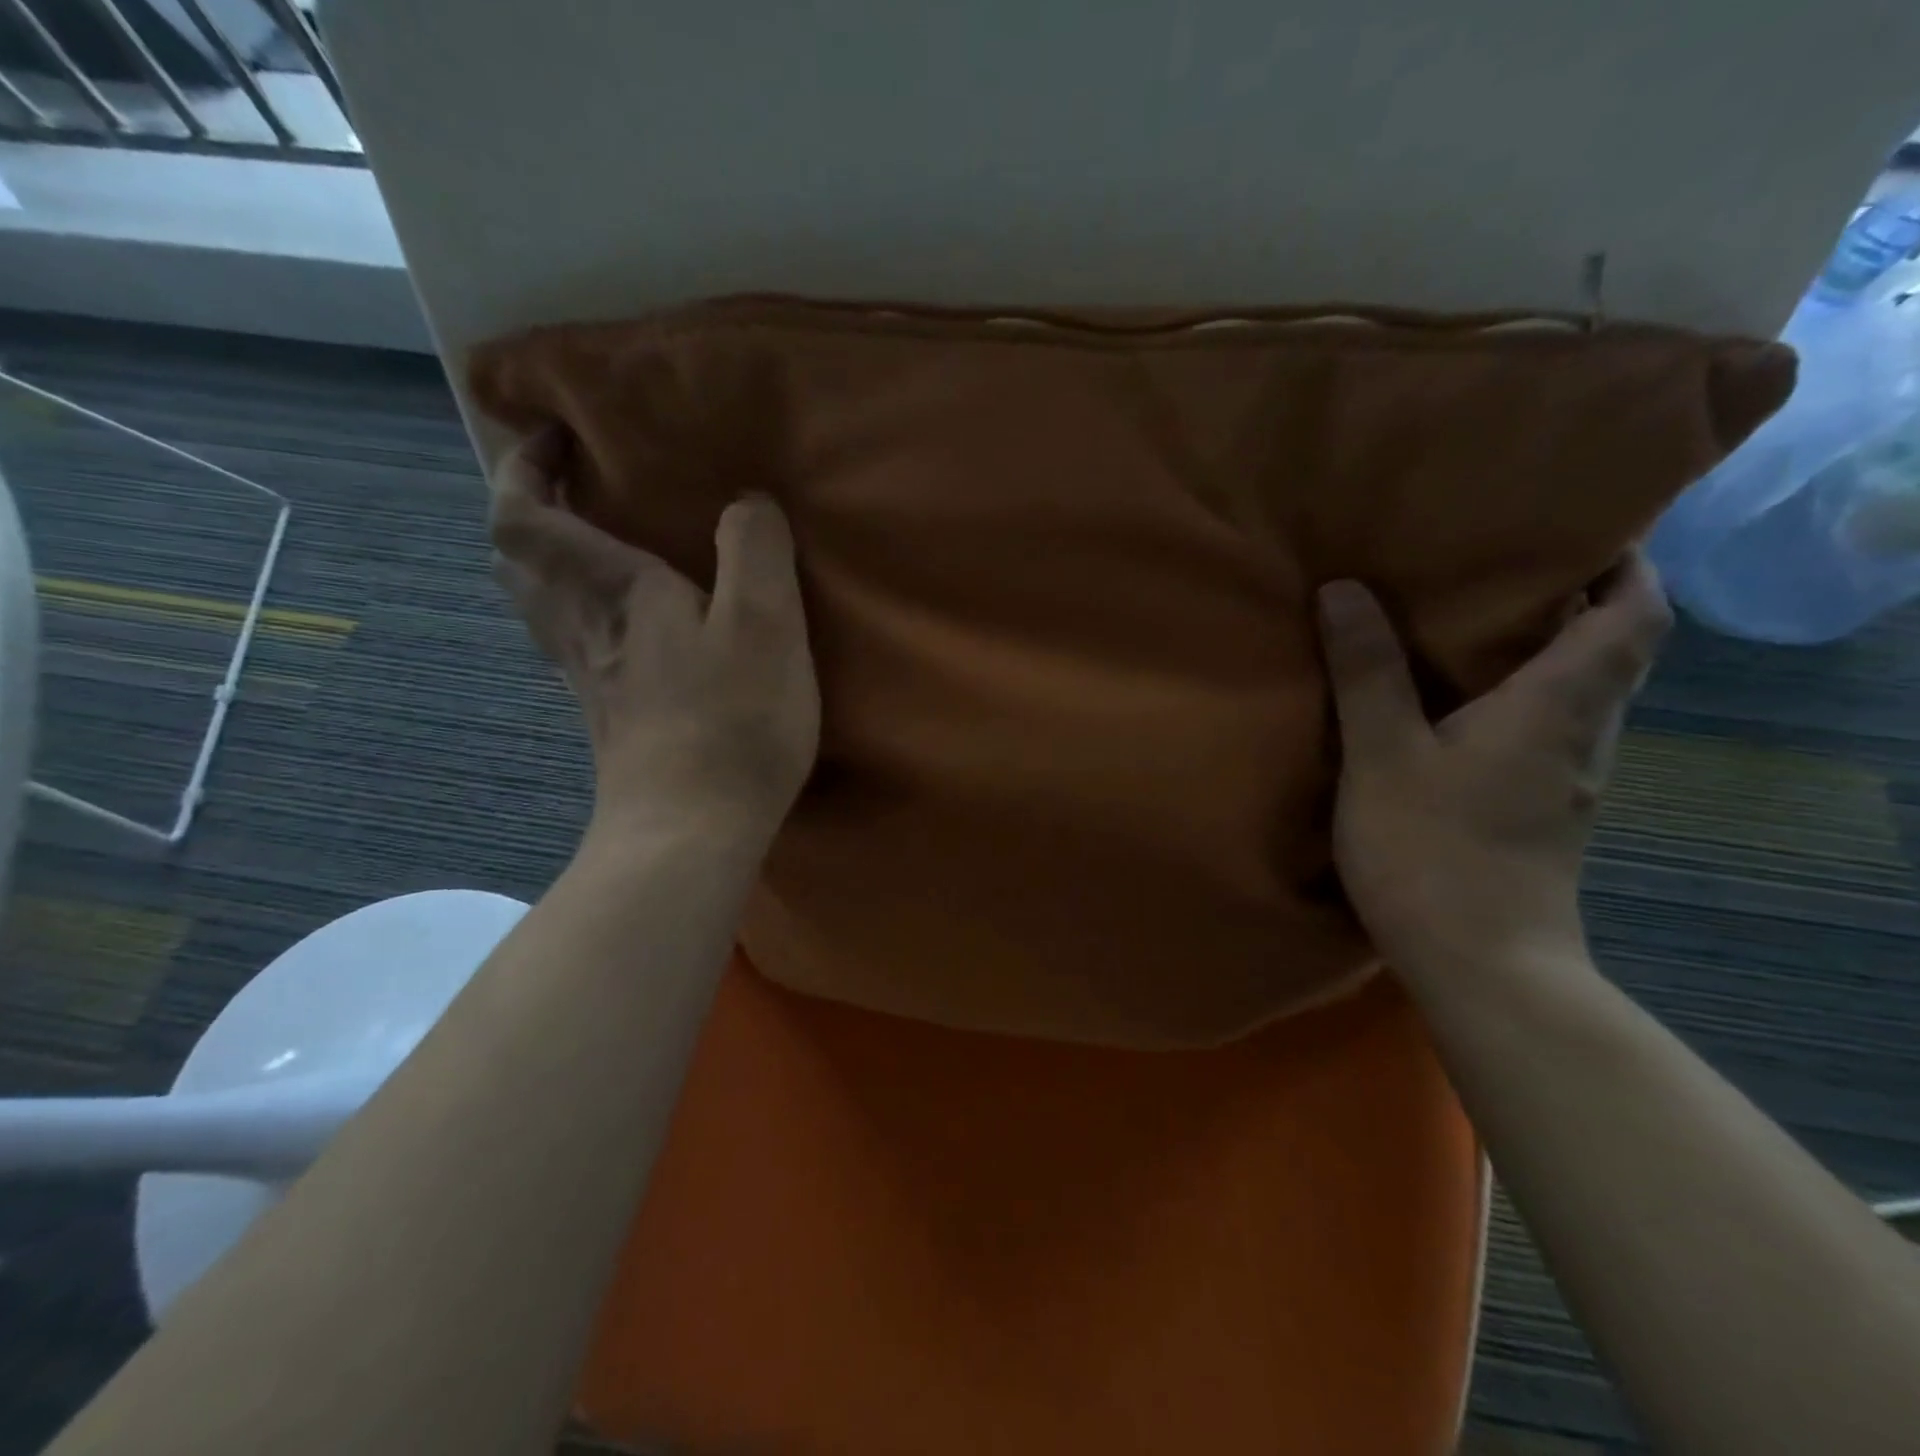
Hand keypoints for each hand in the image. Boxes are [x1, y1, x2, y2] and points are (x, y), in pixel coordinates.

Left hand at [489, 428, 819, 849]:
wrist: (694, 832)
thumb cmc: (732, 721)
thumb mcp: (766, 622)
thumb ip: (756, 549)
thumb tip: (746, 503)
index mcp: (612, 594)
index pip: (524, 515)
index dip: (523, 466)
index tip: (555, 435)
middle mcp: (584, 629)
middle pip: (517, 559)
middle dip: (528, 508)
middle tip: (571, 484)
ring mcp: (590, 678)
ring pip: (539, 604)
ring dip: (550, 560)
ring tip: (597, 541)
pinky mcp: (610, 715)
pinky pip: (573, 641)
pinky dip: (581, 610)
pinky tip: (627, 621)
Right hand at [1315, 554, 1670, 976]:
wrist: (1481, 967)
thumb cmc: (1434, 851)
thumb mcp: (1383, 755)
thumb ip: (1367, 673)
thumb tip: (1345, 589)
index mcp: (1557, 707)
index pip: (1633, 615)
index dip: (1625, 563)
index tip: (1579, 529)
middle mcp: (1580, 736)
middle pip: (1610, 650)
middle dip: (1573, 599)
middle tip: (1498, 569)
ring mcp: (1565, 780)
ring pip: (1575, 694)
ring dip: (1541, 651)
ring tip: (1465, 625)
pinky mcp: (1539, 812)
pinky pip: (1542, 732)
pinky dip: (1514, 700)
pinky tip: (1452, 706)